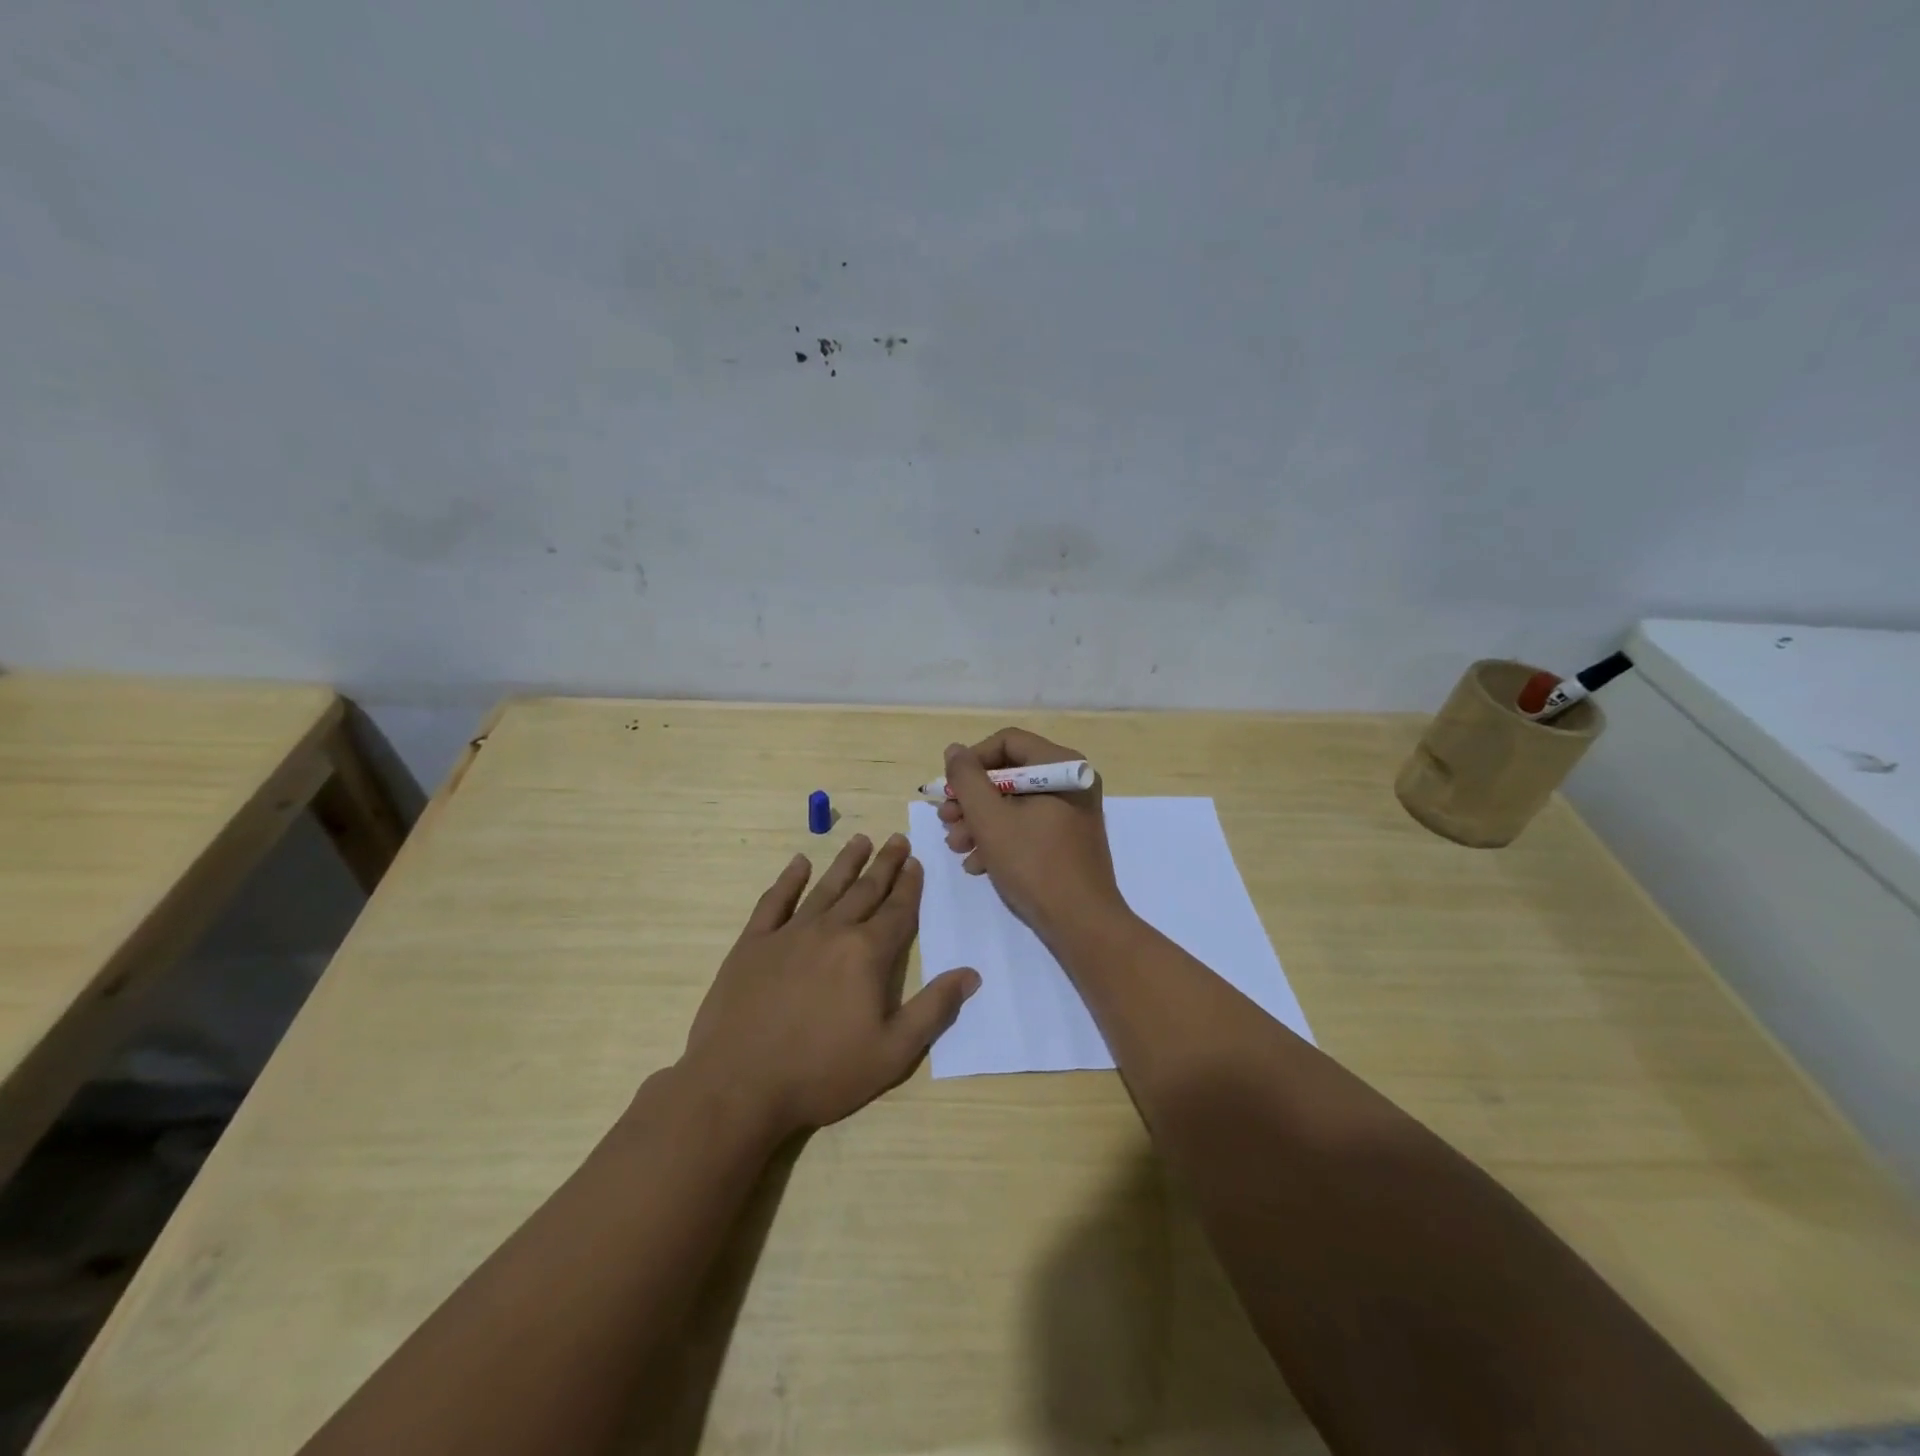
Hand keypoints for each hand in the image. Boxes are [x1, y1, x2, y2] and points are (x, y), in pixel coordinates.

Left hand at [680, 833, 978, 1138]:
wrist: (738, 1085)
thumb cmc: (822, 1073)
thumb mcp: (892, 1053)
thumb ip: (933, 1009)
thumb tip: (971, 974)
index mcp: (867, 954)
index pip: (897, 911)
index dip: (909, 886)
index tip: (916, 863)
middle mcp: (832, 931)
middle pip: (865, 890)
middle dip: (885, 864)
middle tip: (897, 840)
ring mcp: (789, 934)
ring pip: (825, 887)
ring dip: (846, 863)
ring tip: (860, 840)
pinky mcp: (753, 944)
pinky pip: (775, 901)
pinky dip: (788, 880)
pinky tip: (798, 863)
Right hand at [938, 728, 1127, 942]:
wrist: (1082, 924)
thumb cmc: (1034, 864)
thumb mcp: (990, 819)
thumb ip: (967, 779)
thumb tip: (955, 751)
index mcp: (1061, 766)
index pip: (1007, 741)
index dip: (972, 761)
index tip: (949, 789)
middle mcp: (1071, 781)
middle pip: (1009, 774)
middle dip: (972, 799)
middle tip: (947, 820)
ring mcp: (1072, 811)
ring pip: (1015, 803)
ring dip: (980, 822)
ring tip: (957, 846)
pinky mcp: (1068, 839)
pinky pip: (1028, 825)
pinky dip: (1000, 838)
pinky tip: (978, 864)